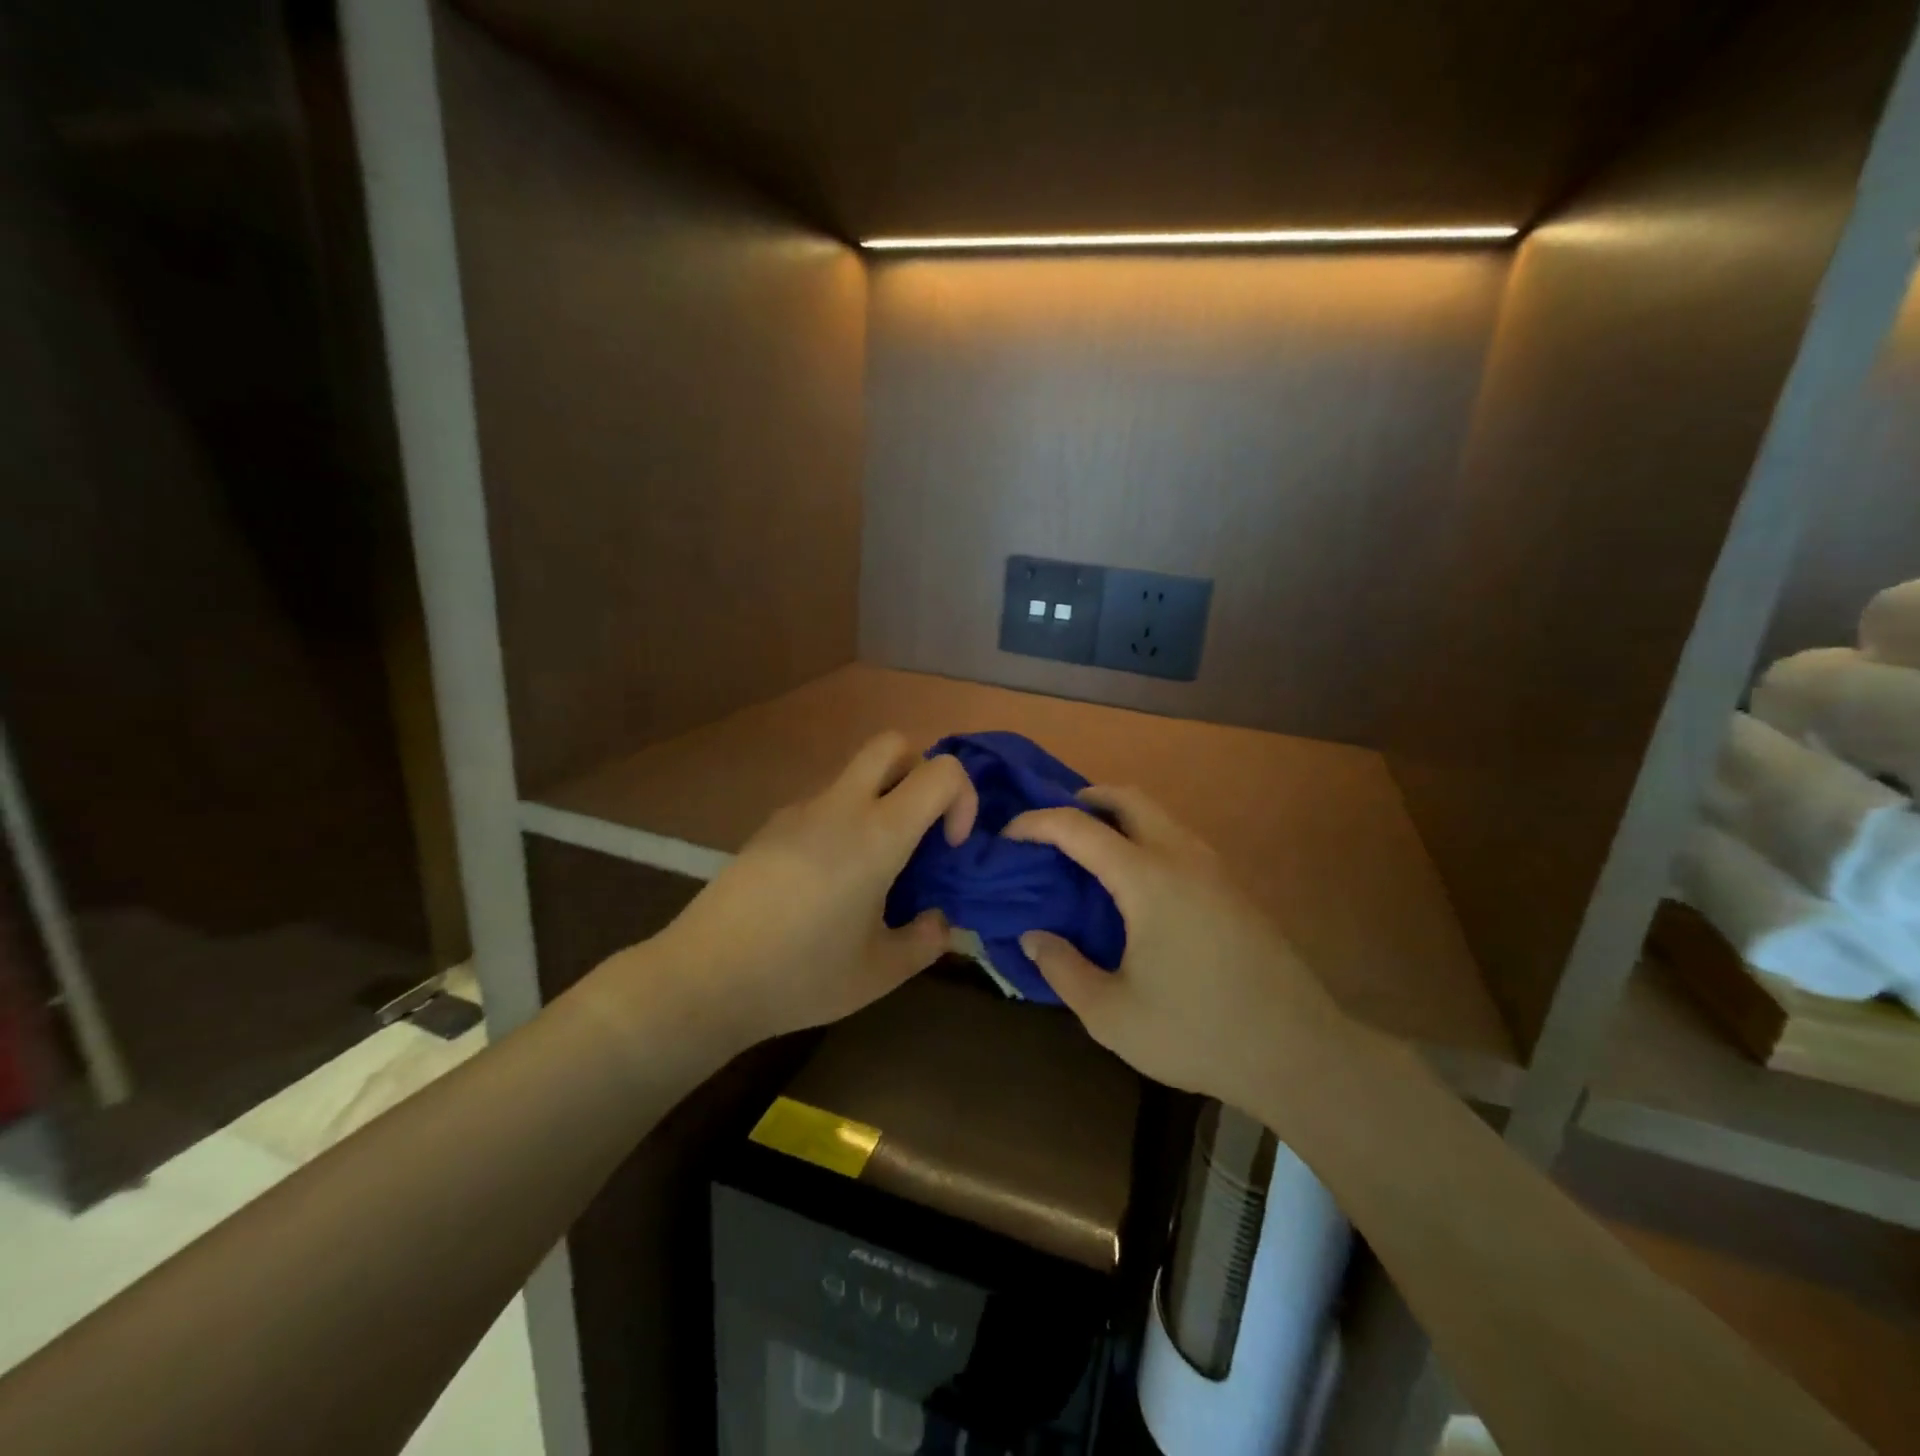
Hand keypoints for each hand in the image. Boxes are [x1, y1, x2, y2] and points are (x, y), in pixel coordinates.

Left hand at [644, 733, 977, 1049]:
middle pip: (893, 744)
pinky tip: (827, 881)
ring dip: (880, 800)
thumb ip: (926, 941)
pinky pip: (823, 803)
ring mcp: (798, 810)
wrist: (703, 979)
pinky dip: (844, 821)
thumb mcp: (880, 973)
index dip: (962, 798)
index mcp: (877, 835)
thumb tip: (939, 921)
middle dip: (921, 771)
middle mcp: (840, 806)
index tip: (950, 847)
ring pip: (855, 775)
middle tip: (920, 828)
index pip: (941, 772)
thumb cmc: (801, 976)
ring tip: (873, 869)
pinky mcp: (770, 826)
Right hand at [1005, 786, 1356, 1118]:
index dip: (1036, 824)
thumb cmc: (1196, 1033)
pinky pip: (1180, 840)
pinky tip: (1138, 883)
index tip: (1008, 835)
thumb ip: (1063, 969)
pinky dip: (1147, 838)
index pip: (1079, 828)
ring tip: (1091, 851)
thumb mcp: (1111, 1014)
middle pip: (1130, 798)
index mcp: (1147, 879)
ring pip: (1161, 816)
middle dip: (1086, 798)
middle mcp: (1183, 857)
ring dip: (1121, 817)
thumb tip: (1033, 936)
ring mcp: (1216, 869)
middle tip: (1054, 825)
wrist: (1299, 1053)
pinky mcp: (1235, 889)